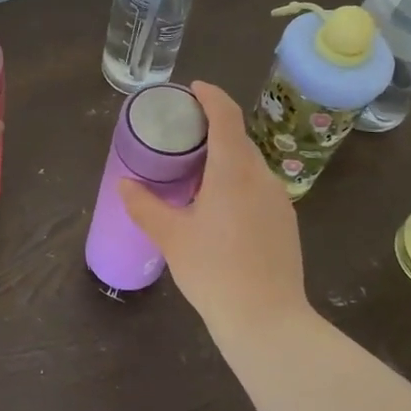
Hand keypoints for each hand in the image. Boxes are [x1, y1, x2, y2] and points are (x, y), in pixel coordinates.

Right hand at [119, 81, 310, 340]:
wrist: (267, 321)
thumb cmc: (214, 271)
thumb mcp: (171, 237)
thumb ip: (145, 205)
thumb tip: (124, 183)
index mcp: (233, 170)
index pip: (226, 115)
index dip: (210, 96)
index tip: (192, 89)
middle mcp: (261, 176)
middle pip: (238, 138)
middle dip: (212, 128)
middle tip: (182, 136)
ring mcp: (279, 199)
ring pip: (249, 164)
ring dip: (225, 158)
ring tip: (195, 172)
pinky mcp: (285, 221)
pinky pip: (258, 186)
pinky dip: (237, 181)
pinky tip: (218, 207)